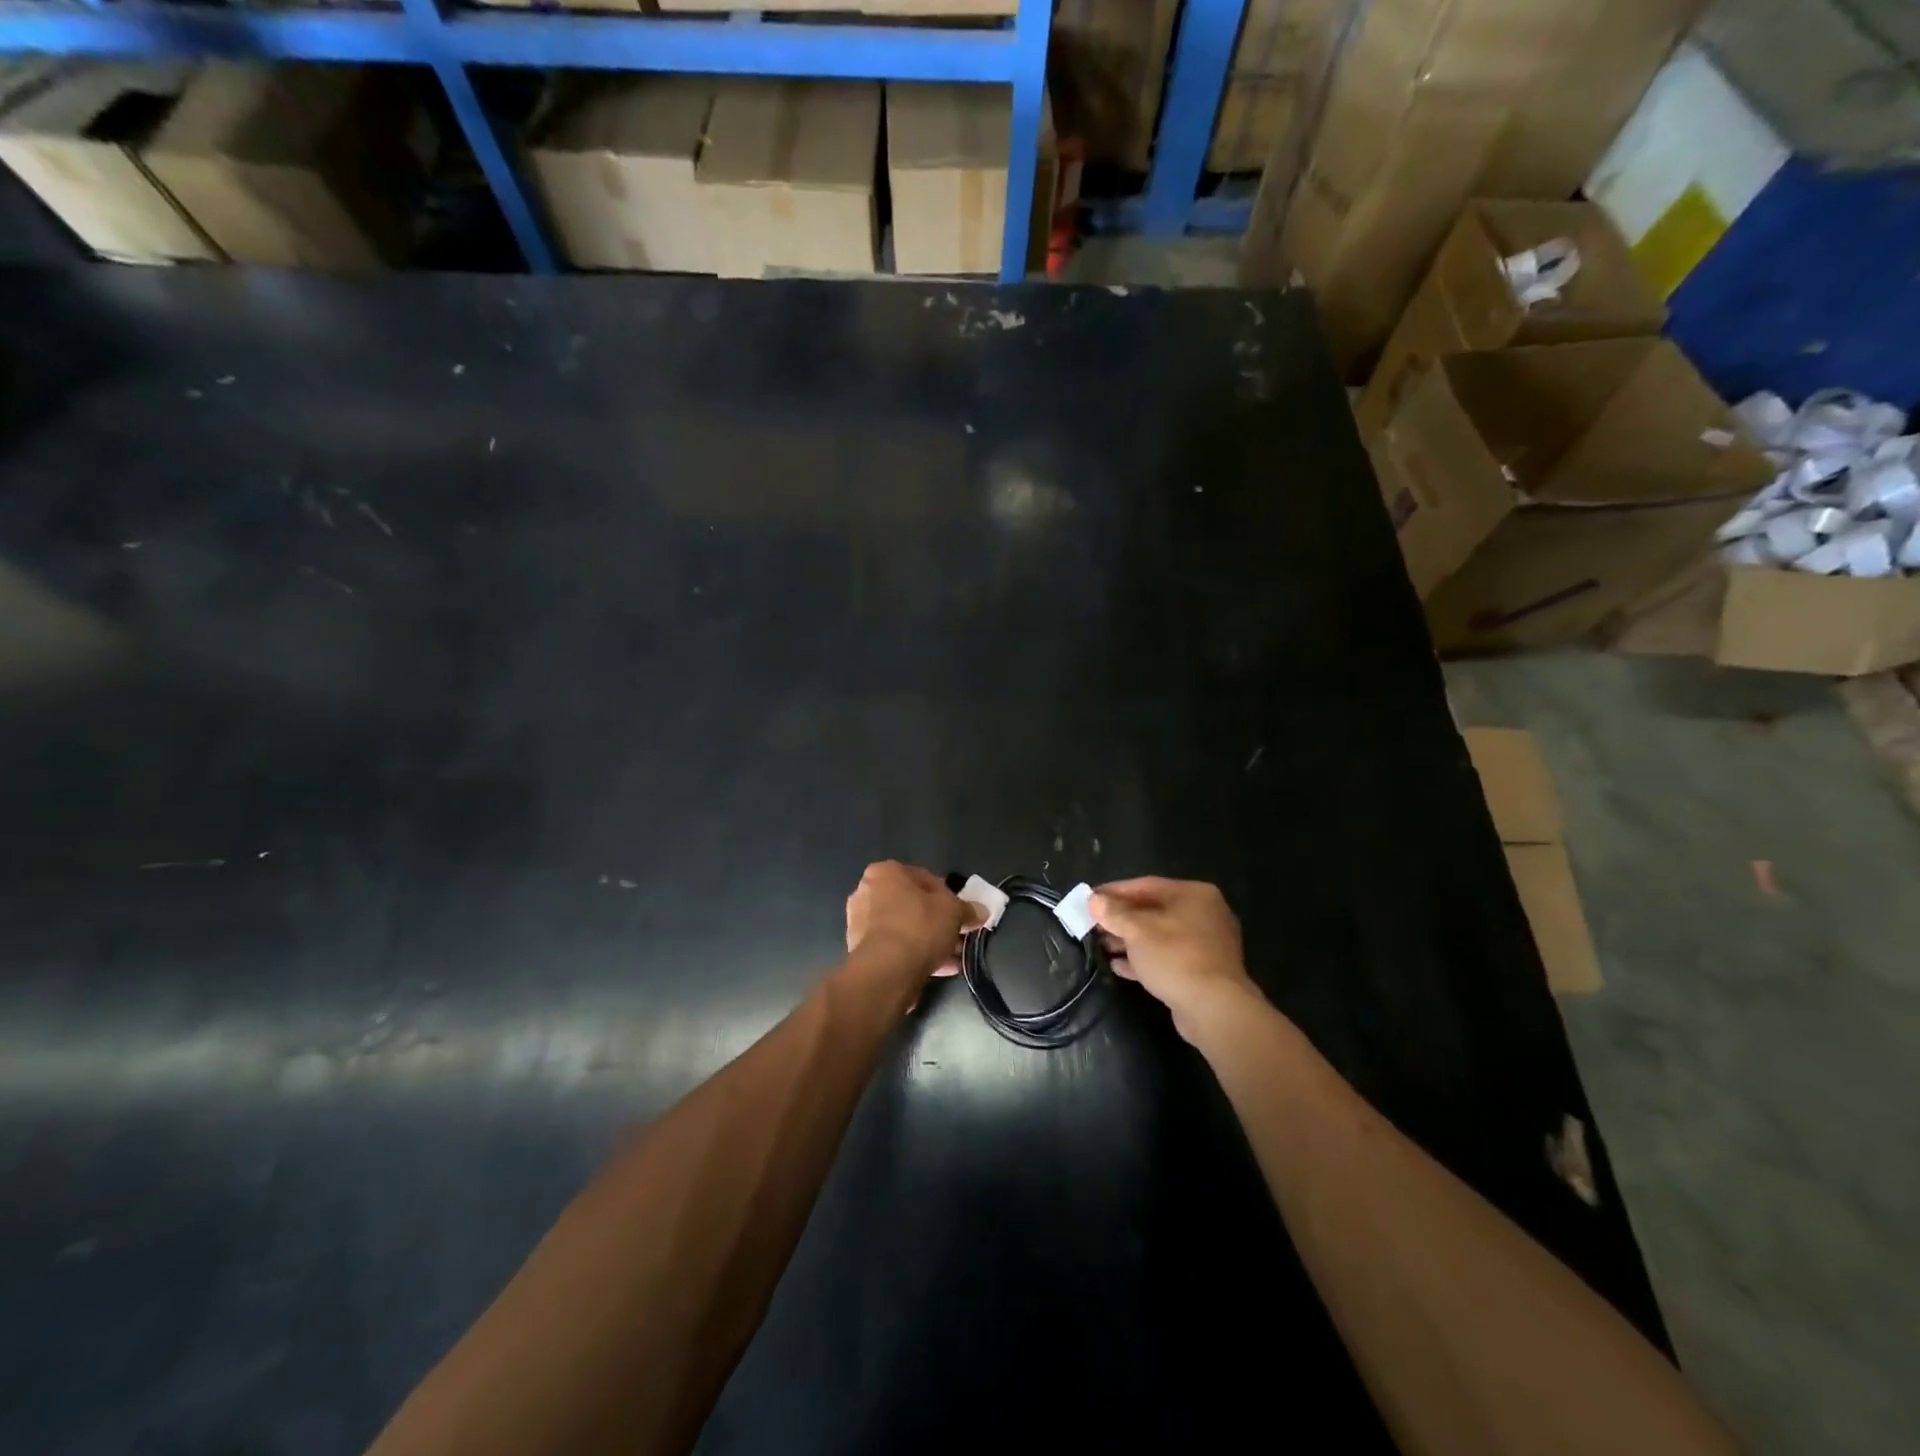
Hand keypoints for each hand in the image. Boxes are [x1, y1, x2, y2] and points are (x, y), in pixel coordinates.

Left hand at [845, 861, 981, 979]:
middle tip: (958, 933)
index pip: (924, 877)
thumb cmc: (919, 927)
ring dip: (929, 940)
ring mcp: (860, 924)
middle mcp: (867, 893)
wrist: (886, 971)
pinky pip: (896, 948)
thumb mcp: (954, 911)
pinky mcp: (862, 952)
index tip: (961, 911)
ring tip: (955, 956)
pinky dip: (916, 955)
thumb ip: (968, 909)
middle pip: (912, 904)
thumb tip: (981, 911)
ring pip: (905, 928)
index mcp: (884, 873)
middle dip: (938, 920)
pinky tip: (942, 968)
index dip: (948, 894)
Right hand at [1090, 877, 1257, 1042]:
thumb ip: (1113, 913)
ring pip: (1159, 935)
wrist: (1214, 1009)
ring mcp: (1206, 944)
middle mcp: (1204, 913)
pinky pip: (1168, 957)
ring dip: (1129, 940)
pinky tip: (1119, 966)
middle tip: (1092, 925)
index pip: (1145, 885)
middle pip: (1153, 910)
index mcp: (1193, 894)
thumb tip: (1094, 900)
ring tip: (1101, 947)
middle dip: (1120, 919)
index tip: (1089, 900)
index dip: (1114, 892)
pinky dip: (1144, 959)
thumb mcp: (1137, 931)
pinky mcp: (1203, 971)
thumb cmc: (1175, 958)